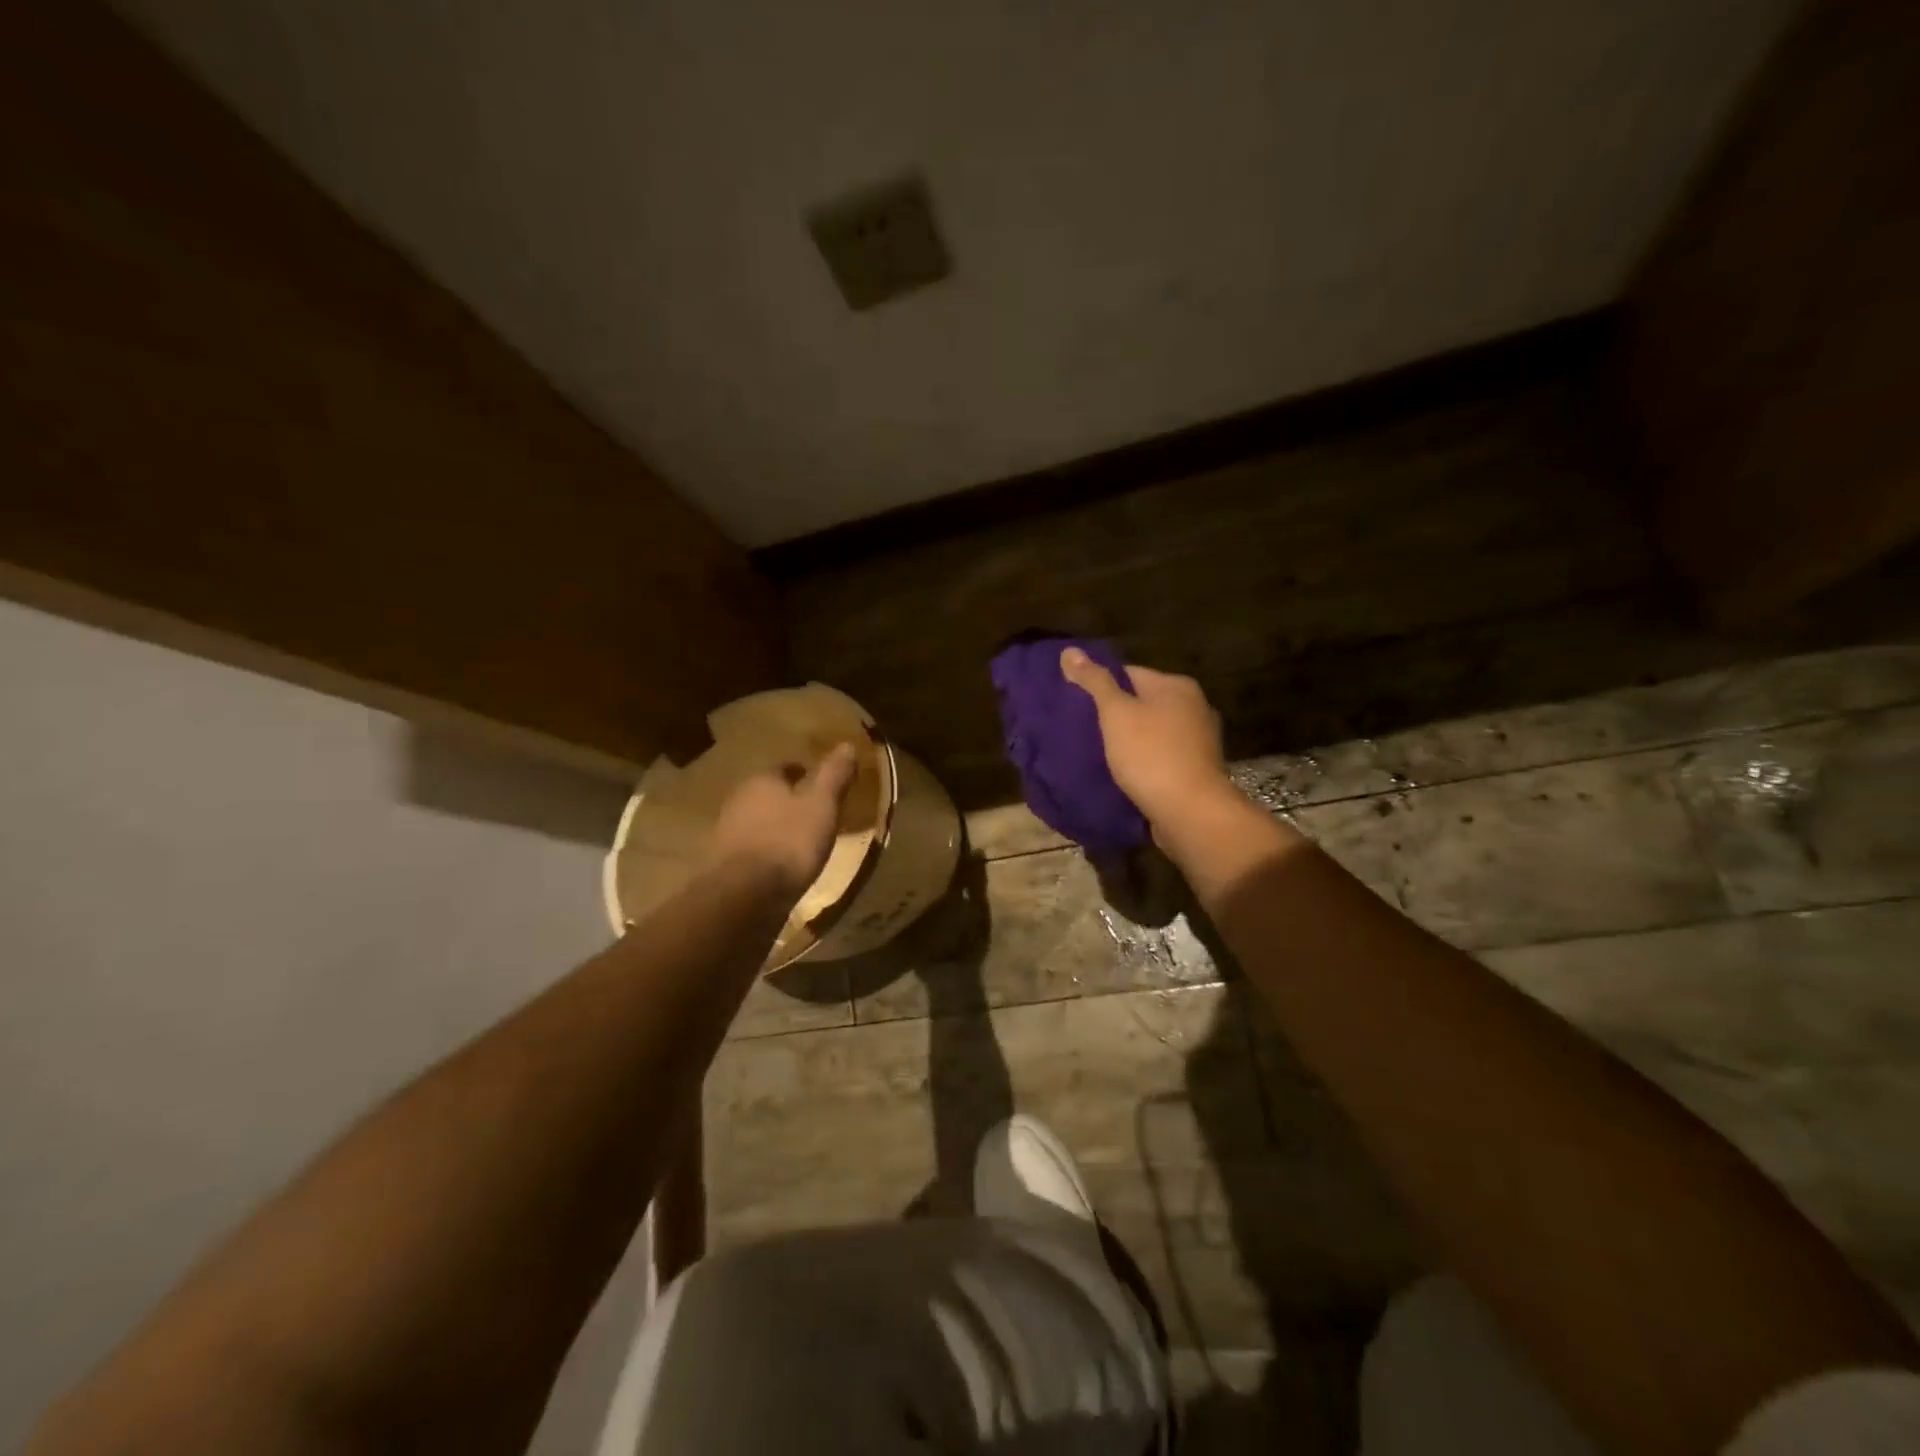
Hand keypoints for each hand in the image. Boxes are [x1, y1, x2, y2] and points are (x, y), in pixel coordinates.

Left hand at [707, 743, 857, 897]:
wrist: (744, 896)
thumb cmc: (789, 842)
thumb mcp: (822, 806)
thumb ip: (833, 775)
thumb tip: (847, 744)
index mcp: (762, 780)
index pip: (784, 768)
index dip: (804, 774)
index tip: (821, 786)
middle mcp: (738, 800)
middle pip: (767, 794)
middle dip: (788, 801)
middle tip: (813, 813)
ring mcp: (726, 833)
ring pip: (757, 821)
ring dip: (775, 827)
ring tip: (800, 841)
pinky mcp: (723, 864)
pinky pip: (750, 850)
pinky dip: (766, 852)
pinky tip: (780, 865)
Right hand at [1060, 648, 1230, 829]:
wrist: (1191, 812)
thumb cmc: (1151, 755)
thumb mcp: (1116, 713)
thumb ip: (1094, 681)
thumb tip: (1069, 650)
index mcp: (1177, 686)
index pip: (1128, 673)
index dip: (1099, 686)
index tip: (1075, 703)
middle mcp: (1194, 707)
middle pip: (1141, 702)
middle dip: (1113, 716)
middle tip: (1080, 729)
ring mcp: (1198, 741)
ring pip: (1150, 733)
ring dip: (1127, 742)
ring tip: (1096, 754)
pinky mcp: (1196, 770)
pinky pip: (1160, 758)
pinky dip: (1141, 763)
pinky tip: (1121, 774)